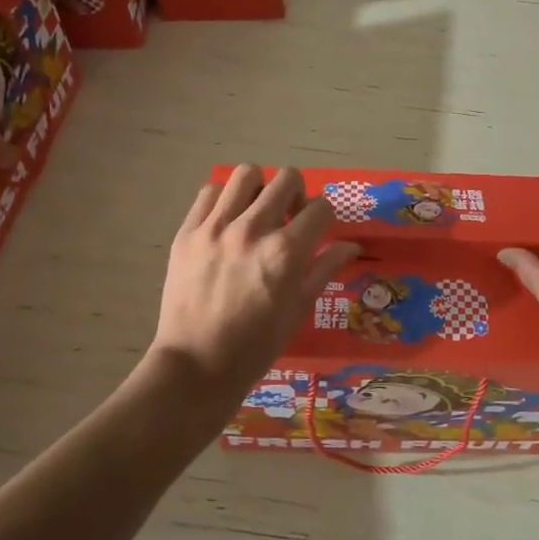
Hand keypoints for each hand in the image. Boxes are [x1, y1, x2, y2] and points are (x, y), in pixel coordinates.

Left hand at [151, 165, 358, 407]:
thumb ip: (325, 268)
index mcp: (286, 252)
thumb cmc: (257, 345)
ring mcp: (216, 228)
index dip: (324, 217)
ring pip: (246, 174)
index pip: (320, 207)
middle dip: (297, 194)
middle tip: (289, 217)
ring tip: (256, 211)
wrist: (197, 365)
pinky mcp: (187, 232)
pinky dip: (224, 200)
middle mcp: (253, 230)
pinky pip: (210, 193)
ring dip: (260, 188)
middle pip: (287, 179)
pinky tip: (226, 222)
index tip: (316, 230)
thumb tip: (351, 245)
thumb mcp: (299, 308)